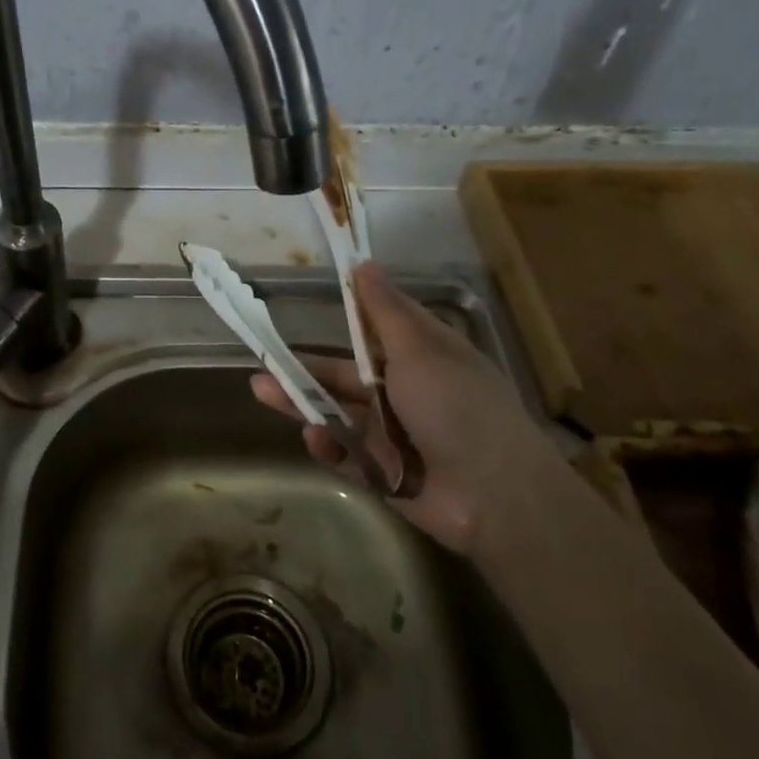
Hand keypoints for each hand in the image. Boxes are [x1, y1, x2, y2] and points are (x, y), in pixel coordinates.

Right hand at [249, 261, 553, 551]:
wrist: (494, 496)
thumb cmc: (456, 407)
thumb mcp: (419, 350)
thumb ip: (384, 312)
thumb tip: (364, 263)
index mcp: (423, 356)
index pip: (379, 328)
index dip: (349, 315)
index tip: (315, 301)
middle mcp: (407, 392)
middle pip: (347, 375)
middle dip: (308, 371)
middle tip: (265, 363)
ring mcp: (396, 434)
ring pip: (340, 414)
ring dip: (305, 404)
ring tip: (264, 392)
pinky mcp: (386, 472)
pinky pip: (349, 455)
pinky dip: (330, 447)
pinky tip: (314, 438)